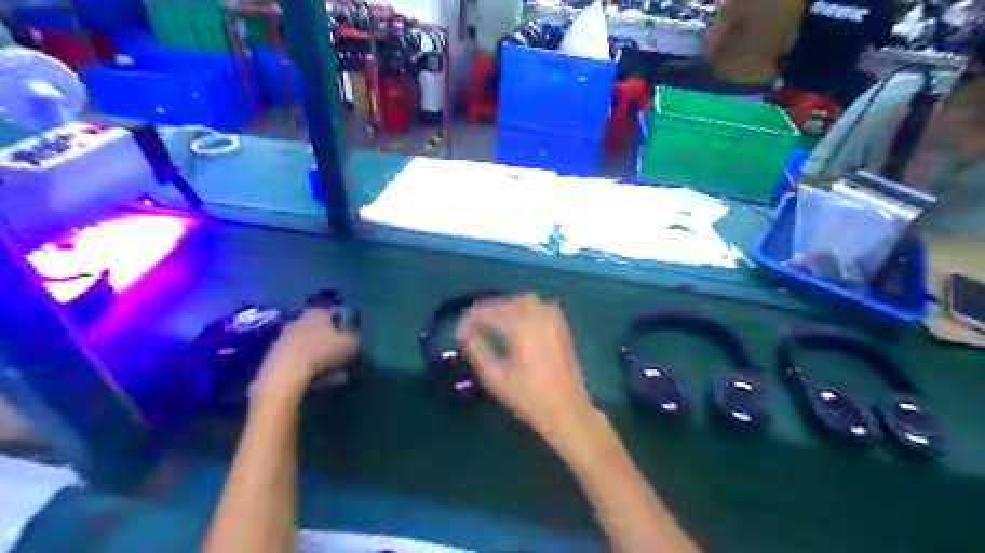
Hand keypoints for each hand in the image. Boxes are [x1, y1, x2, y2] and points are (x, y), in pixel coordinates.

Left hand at [255, 308, 359, 400]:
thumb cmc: (322, 354)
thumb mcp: (350, 344)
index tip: (352, 335)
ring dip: (317, 352)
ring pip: (306, 342)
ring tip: (330, 370)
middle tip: (341, 352)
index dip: (345, 323)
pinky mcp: (273, 355)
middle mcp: (299, 319)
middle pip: (318, 327)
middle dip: (329, 338)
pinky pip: (296, 357)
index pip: (334, 312)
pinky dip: (305, 364)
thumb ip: (356, 337)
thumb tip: (357, 335)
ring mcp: (283, 337)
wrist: (285, 375)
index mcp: (318, 313)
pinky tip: (314, 377)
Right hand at [455, 296, 600, 441]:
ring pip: (524, 301)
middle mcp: (539, 314)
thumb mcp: (495, 377)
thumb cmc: (529, 397)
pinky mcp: (562, 326)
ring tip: (492, 322)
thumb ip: (476, 350)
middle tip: (472, 325)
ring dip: (506, 307)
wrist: (567, 410)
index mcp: (522, 324)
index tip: (458, 331)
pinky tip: (516, 323)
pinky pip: (539, 306)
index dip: (470, 319)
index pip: (489, 312)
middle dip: (487, 310)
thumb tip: (465, 333)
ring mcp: (554, 318)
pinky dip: (524, 309)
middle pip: (507, 302)